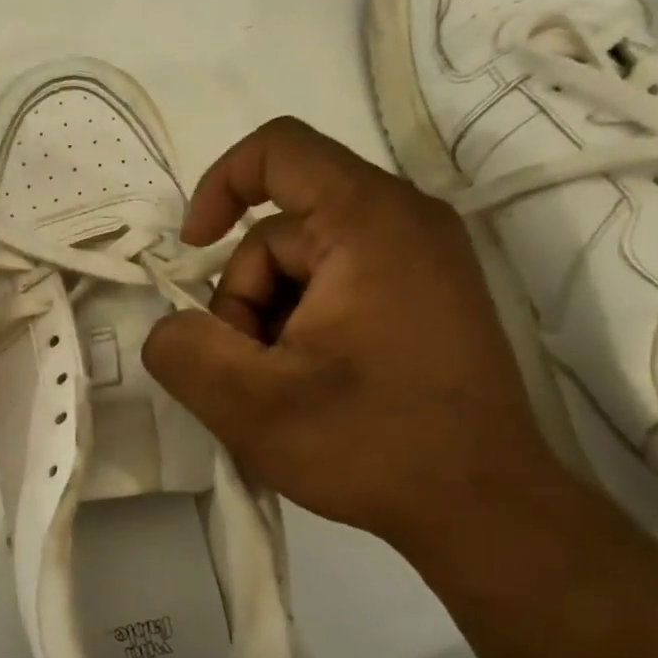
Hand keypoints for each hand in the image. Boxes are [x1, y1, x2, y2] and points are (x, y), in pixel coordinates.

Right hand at [142, 117, 573, 565]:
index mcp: (369, 223)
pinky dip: (305, 329)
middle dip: (244, 300)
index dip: (218, 187)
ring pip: (305, 267)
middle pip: (281, 231)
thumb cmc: (371, 445)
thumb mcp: (249, 404)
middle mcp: (406, 222)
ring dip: (272, 323)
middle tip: (253, 373)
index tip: (193, 253)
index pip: (277, 150)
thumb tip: (172, 327)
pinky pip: (338, 287)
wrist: (484, 508)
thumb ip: (181, 350)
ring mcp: (425, 260)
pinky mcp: (428, 297)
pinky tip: (313, 388)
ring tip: (285, 390)